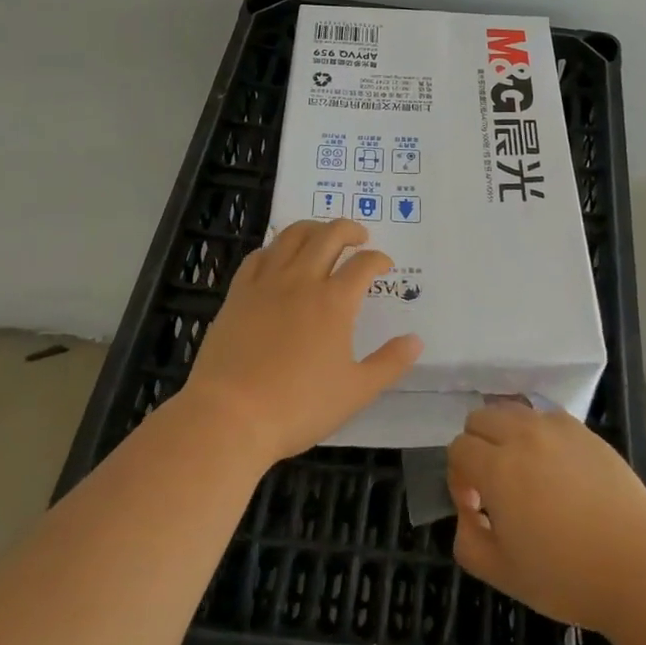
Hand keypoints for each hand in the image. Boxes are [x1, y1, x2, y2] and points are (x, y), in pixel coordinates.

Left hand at [184, 219, 421, 464]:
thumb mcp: (355, 392)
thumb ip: (389, 363)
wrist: (229, 417)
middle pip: (329, 235)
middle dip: (350, 229)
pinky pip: (259, 256)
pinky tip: (279, 258)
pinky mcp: (238, 293)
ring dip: (314, 228)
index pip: (364, 264)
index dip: (379, 259)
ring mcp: (267, 283)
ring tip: (323, 236)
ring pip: (292, 236)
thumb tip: (416, 340)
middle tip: (360, 237)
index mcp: (335, 301)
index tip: (385, 265)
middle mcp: (302, 280)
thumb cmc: (298, 406)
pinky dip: (275, 248)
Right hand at [447, 401, 645, 631]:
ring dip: (505, 434)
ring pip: (513, 410)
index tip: (477, 508)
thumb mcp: (503, 574)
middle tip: (494, 487)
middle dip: (477, 447)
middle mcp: (523, 435)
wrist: (637, 565)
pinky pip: (546, 417)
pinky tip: (556, 470)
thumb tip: (469, 512)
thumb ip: (468, 541)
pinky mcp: (584, 430)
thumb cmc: (566, 576)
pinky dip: (538, 434)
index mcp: (498, 468)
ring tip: (524, 473)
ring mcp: (556, 427)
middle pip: (481, 417)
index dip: (459, 478)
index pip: (459, 448)